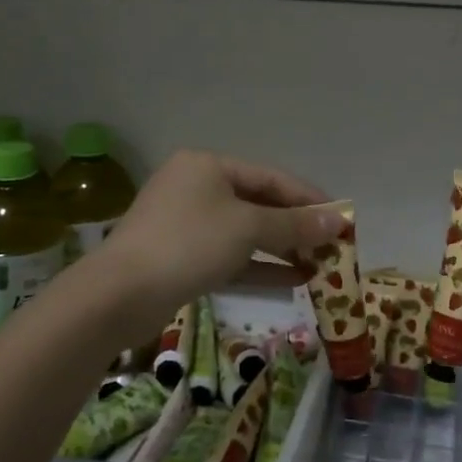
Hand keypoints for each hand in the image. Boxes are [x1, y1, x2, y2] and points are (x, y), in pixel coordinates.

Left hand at [97, 151, 344, 317]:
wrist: (119, 295)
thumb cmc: (189, 244)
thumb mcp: (248, 228)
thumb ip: (295, 224)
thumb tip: (339, 221)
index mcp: (208, 166)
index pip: (271, 177)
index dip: (309, 198)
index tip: (342, 218)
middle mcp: (196, 188)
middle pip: (259, 204)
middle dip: (297, 227)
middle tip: (333, 247)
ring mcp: (186, 224)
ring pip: (245, 233)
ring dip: (282, 249)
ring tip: (320, 266)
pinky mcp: (181, 258)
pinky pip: (229, 257)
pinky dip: (259, 268)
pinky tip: (293, 282)